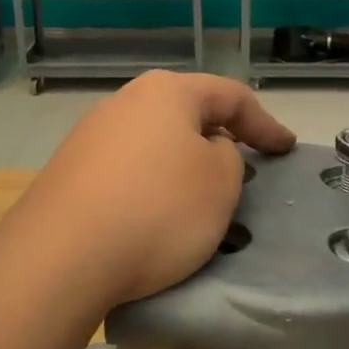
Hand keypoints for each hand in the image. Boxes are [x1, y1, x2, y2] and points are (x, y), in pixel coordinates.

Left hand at [8, 72, 296, 309]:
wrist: (61, 256)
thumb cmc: (158, 210)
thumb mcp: (220, 182)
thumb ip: (228, 155)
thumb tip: (205, 149)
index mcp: (167, 92)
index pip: (230, 97)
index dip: (265, 123)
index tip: (286, 149)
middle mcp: (125, 102)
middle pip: (186, 114)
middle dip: (218, 137)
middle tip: (243, 165)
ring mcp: (91, 136)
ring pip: (154, 143)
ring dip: (181, 164)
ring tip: (198, 196)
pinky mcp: (69, 172)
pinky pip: (126, 171)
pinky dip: (150, 186)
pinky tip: (151, 216)